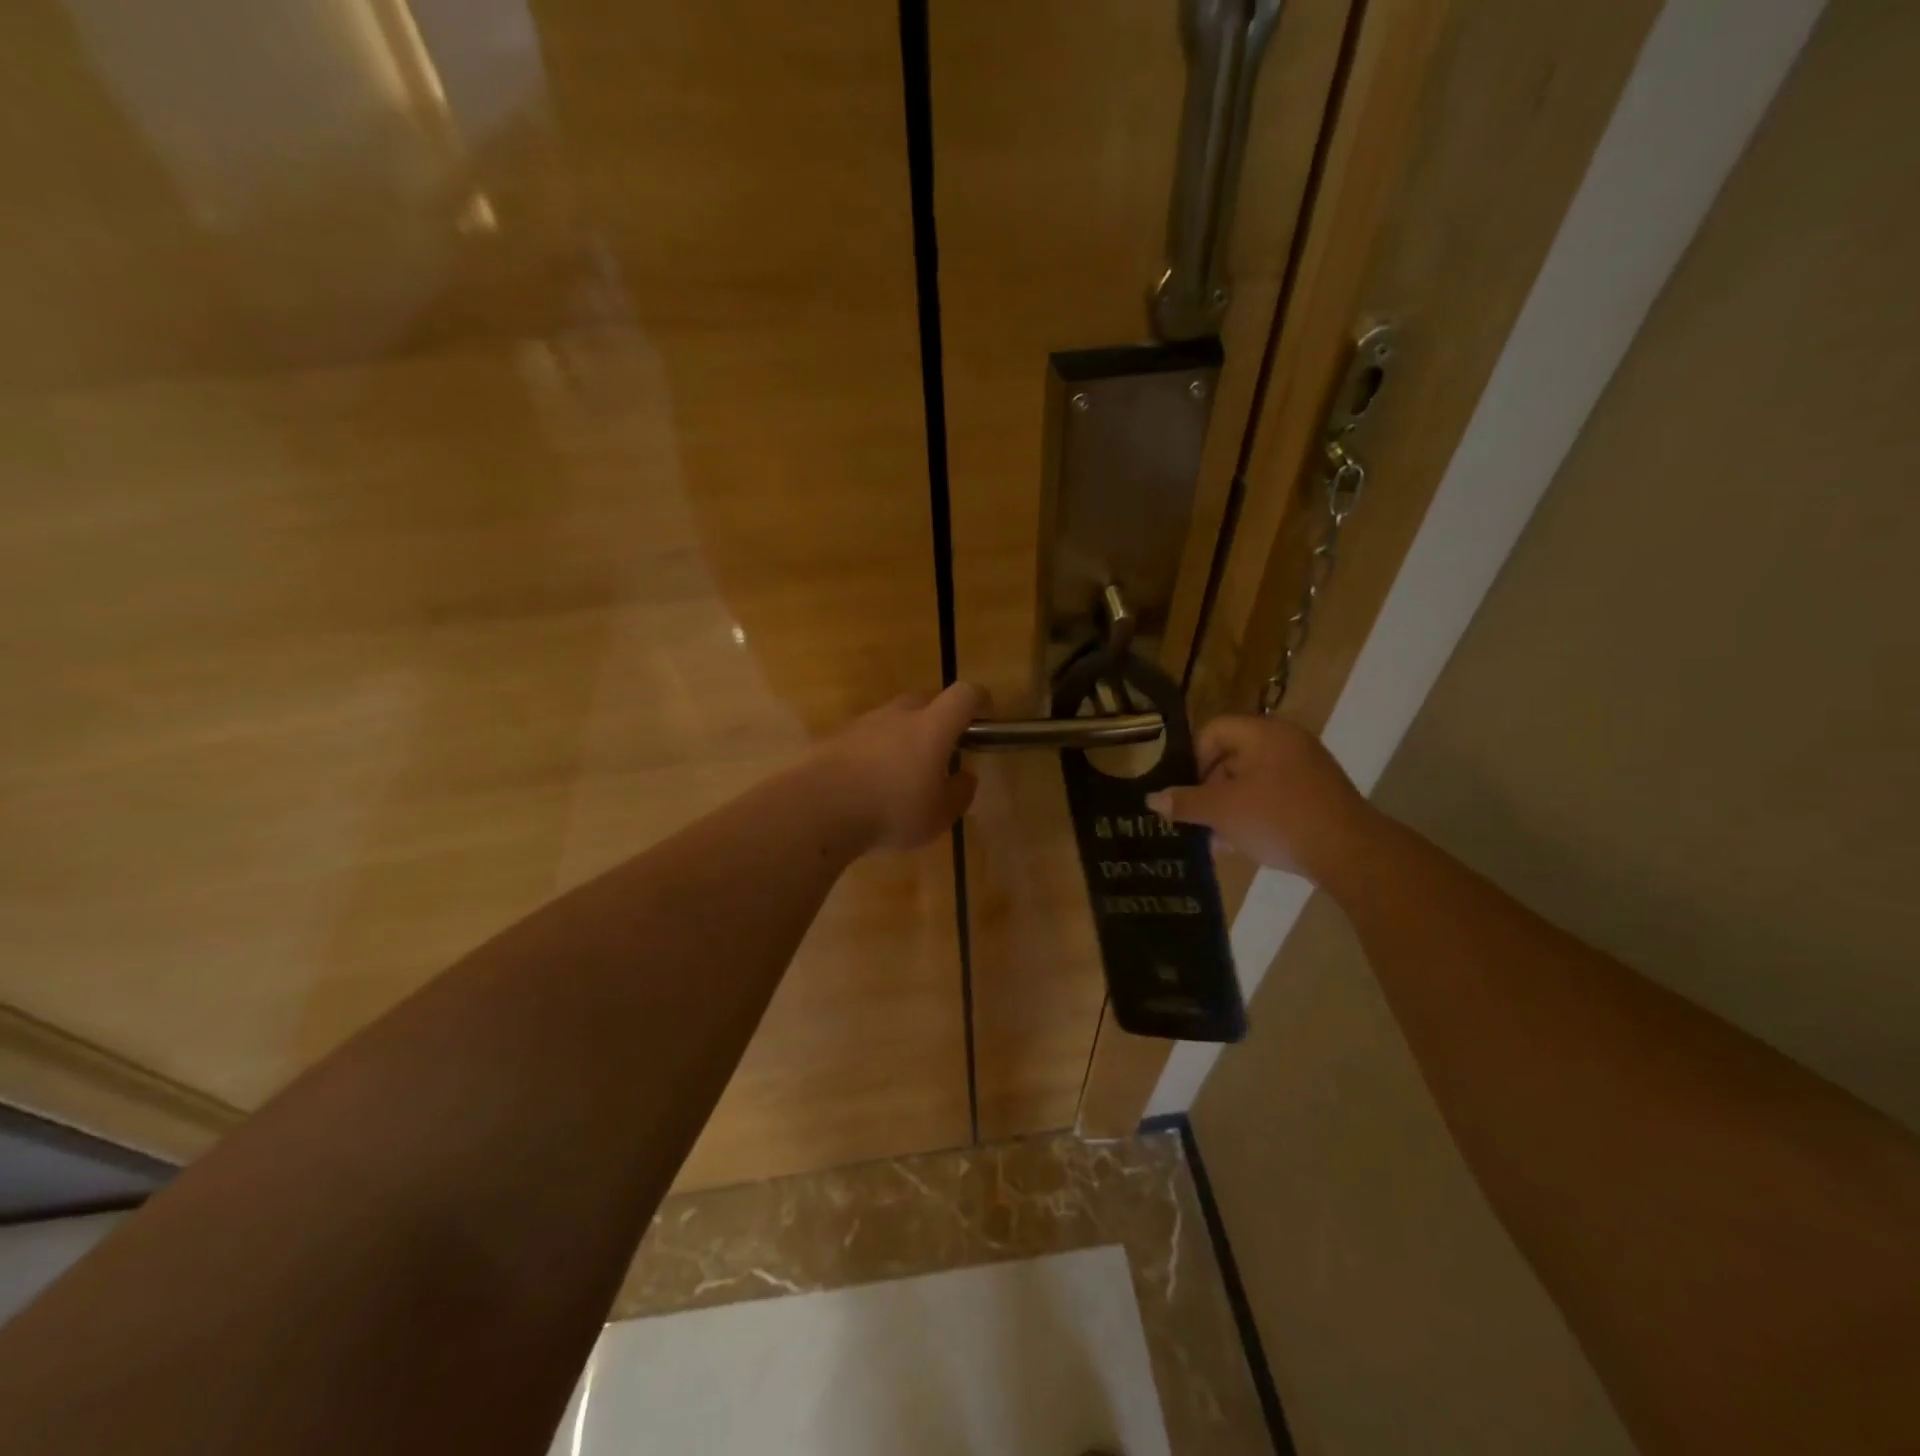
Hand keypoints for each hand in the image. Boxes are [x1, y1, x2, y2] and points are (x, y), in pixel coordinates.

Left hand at [817, 683, 985, 851]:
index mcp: (932, 727)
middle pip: (926, 700)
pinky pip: (866, 736)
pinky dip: (875, 750)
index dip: (979, 700)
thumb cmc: (892, 810)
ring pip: (893, 718)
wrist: (819, 808)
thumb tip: (966, 777)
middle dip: (939, 717)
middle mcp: (899, 715)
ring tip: (903, 770)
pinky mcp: (836, 738)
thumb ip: (959, 793)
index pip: (964, 695)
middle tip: (942, 748)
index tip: (985, 715)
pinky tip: (870, 781)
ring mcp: (864, 723)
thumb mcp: (939, 815)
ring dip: (904, 734)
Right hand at [1145, 715, 1378, 883]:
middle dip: (1210, 789)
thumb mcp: (1222, 811)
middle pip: (1232, 756)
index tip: (1187, 792)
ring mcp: (1307, 766)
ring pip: (1253, 780)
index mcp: (1262, 733)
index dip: (1193, 760)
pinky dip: (1257, 813)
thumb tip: (1153, 799)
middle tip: (1200, 818)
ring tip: (1219, 839)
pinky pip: (1276, 794)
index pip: (1213, 731)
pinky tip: (1246, 844)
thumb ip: (1185, 802)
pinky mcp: (1320, 792)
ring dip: (1231, 806)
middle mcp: (1286, 741)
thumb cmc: (1277, 818)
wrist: (1350, 852)